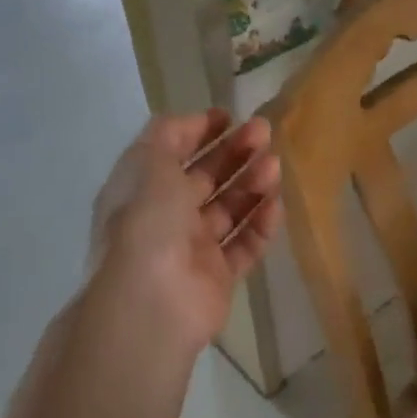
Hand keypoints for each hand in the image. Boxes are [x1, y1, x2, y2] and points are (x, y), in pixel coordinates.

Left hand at [86, 111, 283, 354]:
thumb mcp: (148, 160)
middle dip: (234, 153)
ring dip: (251, 184)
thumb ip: (169, 133)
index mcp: (141, 188)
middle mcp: (164, 216)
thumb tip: (194, 121)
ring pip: (228, 209)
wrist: (151, 300)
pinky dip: (260, 224)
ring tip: (274, 166)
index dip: (199, 132)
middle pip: (205, 178)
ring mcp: (191, 248)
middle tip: (265, 133)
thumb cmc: (146, 220)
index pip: (172, 152)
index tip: (229, 117)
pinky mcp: (217, 277)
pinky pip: (244, 245)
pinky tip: (275, 204)